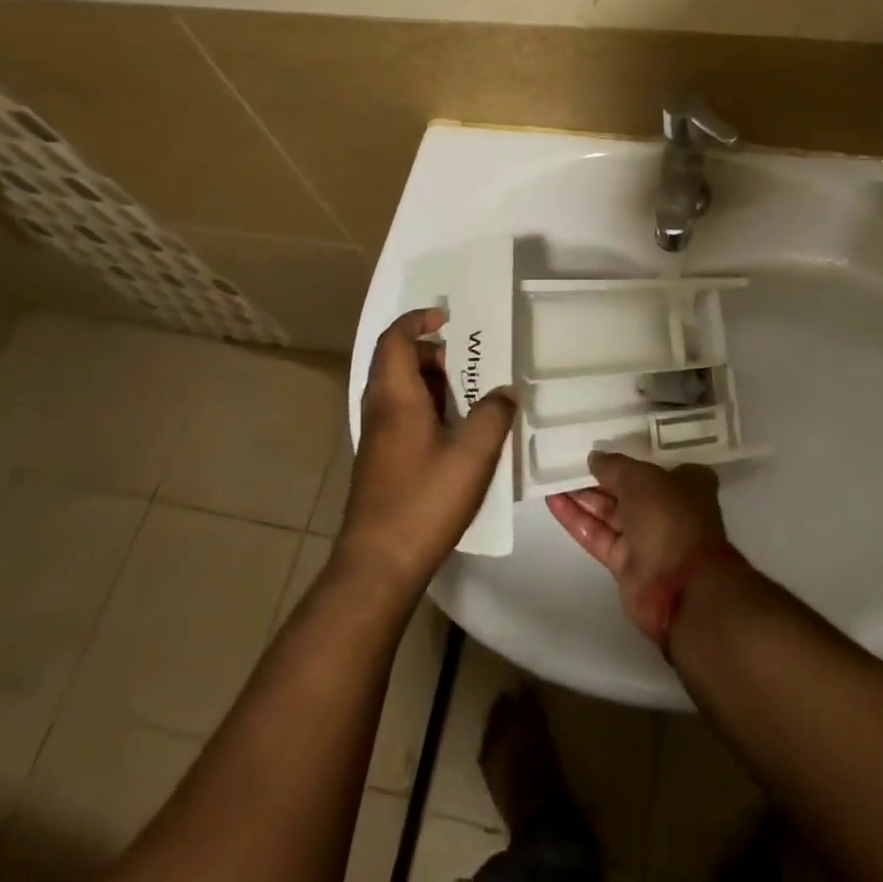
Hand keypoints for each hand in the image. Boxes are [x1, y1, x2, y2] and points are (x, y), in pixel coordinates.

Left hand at [338, 309, 514, 596]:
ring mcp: (376, 437)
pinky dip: (425, 407)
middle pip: (396, 361)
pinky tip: (454, 432)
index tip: (447, 317)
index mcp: (395, 396)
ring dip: (430, 381)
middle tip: (466, 362)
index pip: (396, 339)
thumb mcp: (472, 454)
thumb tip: (505, 392)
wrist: (377, 564)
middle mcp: (379, 409)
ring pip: (398, 390)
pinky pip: (400, 414)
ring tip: (468, 395)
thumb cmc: (424, 500)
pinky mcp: (380, 461)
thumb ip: (493, 416)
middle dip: (431, 352)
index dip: (417, 320)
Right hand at [547, 452, 728, 641]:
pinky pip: (597, 535)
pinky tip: (552, 501)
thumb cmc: (669, 518)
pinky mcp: (625, 564)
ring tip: (551, 476)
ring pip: (608, 512)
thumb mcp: (640, 479)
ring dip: (581, 496)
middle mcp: (666, 508)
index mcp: (684, 483)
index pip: (651, 463)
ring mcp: (646, 538)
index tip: (600, 444)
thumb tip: (594, 458)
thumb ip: (614, 466)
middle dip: (597, 477)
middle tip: (564, 459)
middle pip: (626, 488)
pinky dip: (576, 519)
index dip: (626, 455)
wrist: (681, 589)